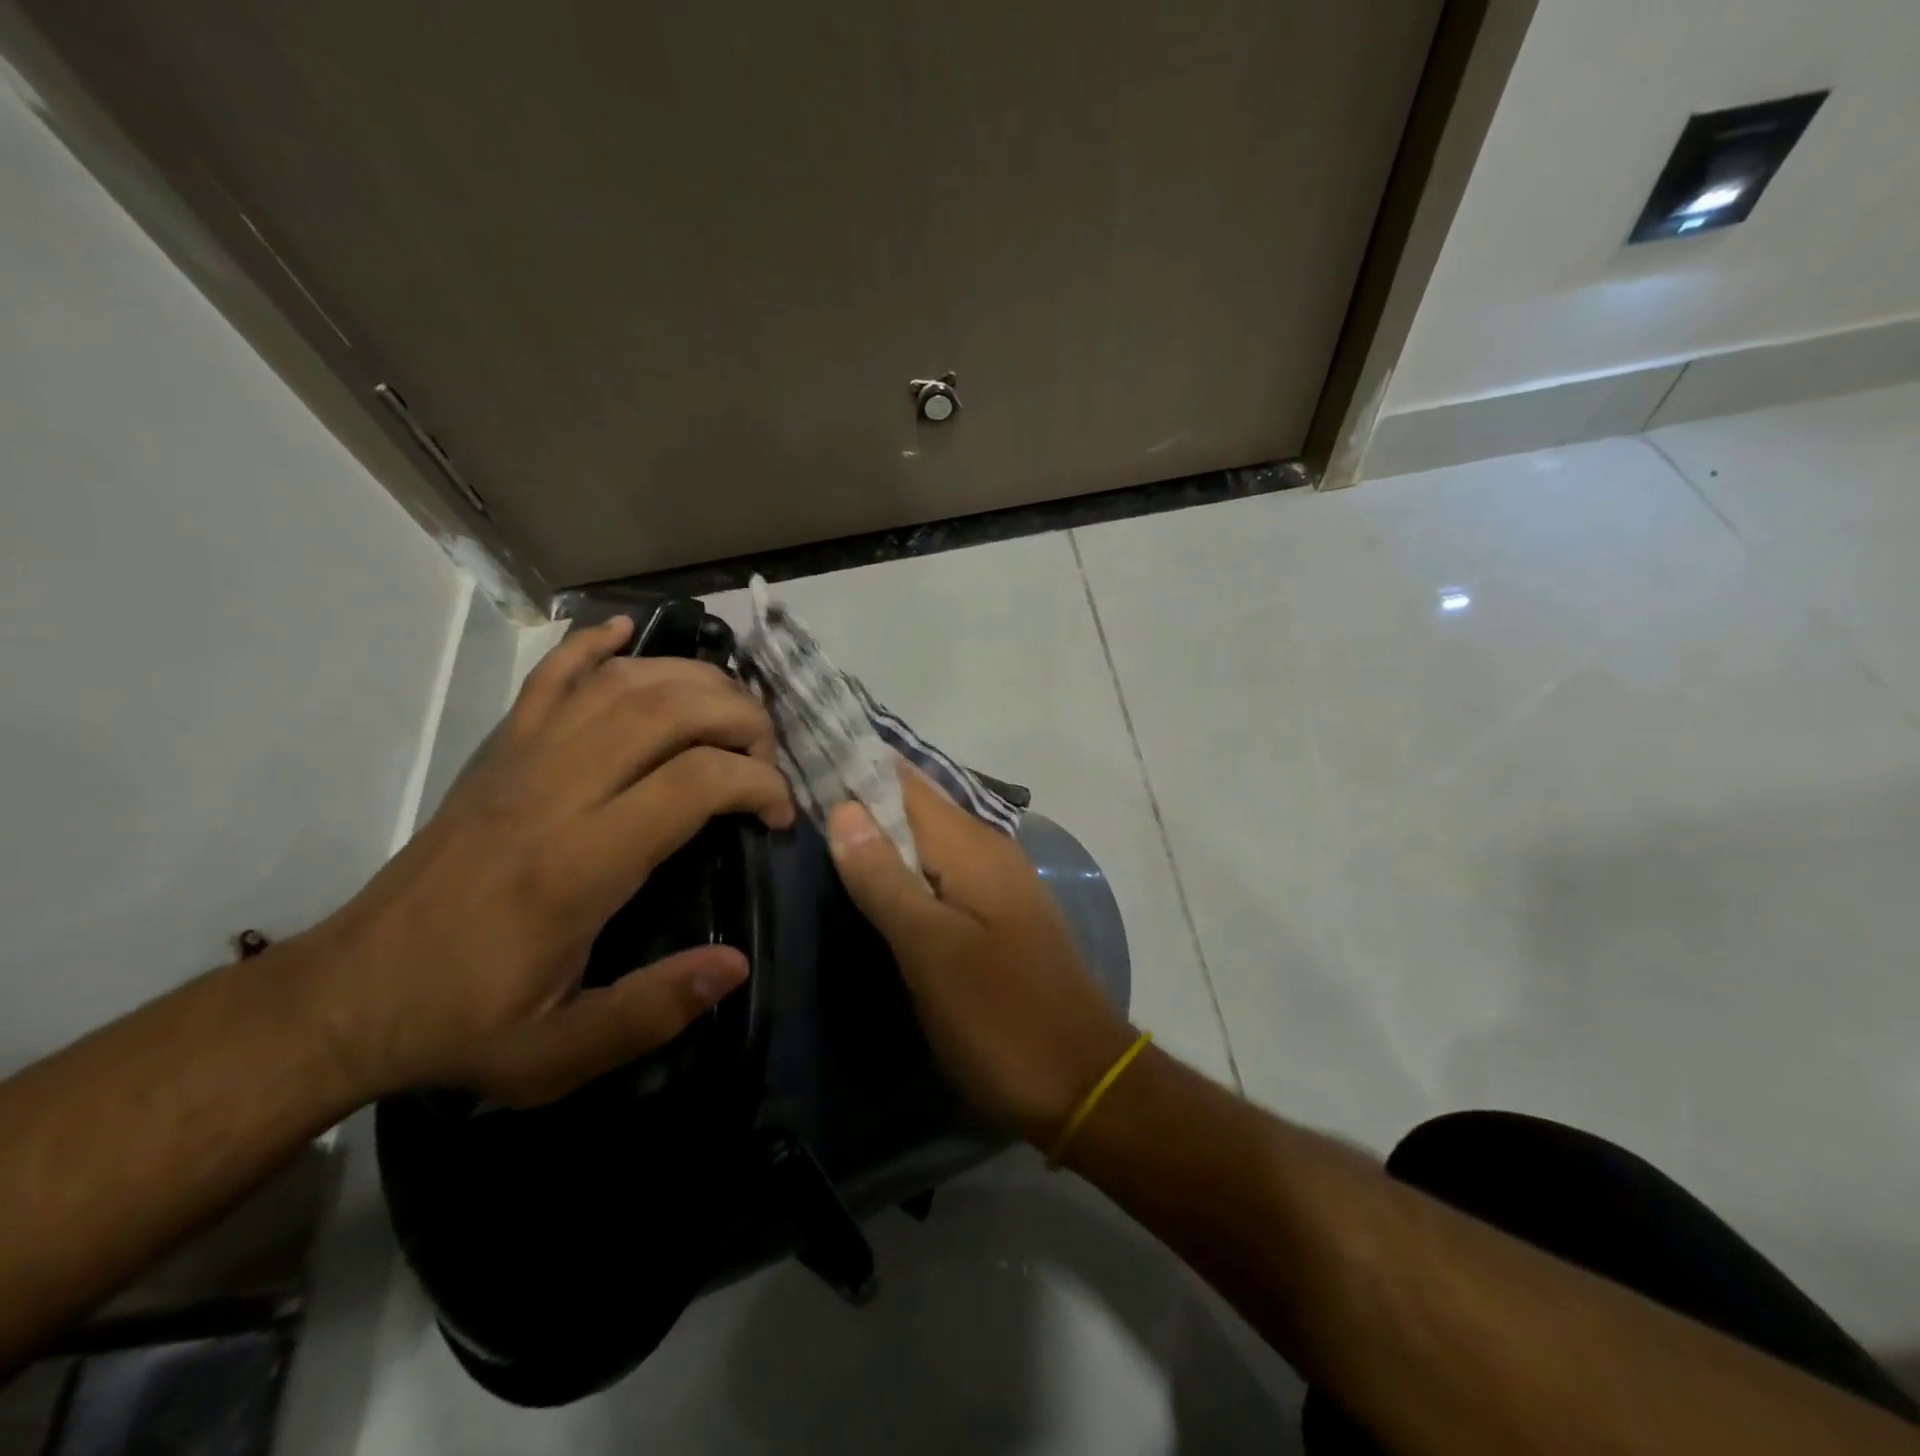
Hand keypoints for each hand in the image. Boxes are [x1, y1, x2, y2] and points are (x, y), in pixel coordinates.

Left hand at [288, 616, 793, 1106]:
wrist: (345, 996)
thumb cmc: (462, 1022)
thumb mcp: (557, 1053)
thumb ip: (652, 1011)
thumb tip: (736, 965)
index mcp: (577, 865)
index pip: (693, 782)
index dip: (758, 784)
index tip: (779, 816)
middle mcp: (554, 792)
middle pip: (667, 710)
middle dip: (740, 718)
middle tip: (767, 756)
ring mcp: (520, 761)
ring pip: (620, 682)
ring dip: (691, 679)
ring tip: (730, 709)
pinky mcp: (496, 752)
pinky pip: (548, 677)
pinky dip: (592, 645)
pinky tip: (626, 632)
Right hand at [827, 767, 1134, 1144]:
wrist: (1082, 1082)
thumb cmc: (1000, 1016)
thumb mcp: (931, 950)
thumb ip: (885, 878)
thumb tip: (843, 807)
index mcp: (971, 846)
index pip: (905, 781)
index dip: (855, 767)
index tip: (799, 759)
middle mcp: (988, 851)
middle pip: (916, 807)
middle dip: (861, 800)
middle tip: (792, 801)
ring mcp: (997, 885)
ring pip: (928, 842)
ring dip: (880, 836)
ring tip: (815, 834)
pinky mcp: (998, 918)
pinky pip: (942, 874)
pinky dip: (904, 870)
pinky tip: (872, 885)